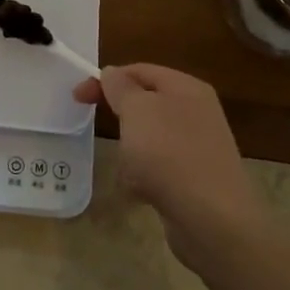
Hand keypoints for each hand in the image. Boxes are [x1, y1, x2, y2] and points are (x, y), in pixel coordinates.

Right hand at [74, 64, 257, 275]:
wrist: (212, 219)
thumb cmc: (169, 154)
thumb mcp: (137, 110)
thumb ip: (121, 87)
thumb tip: (112, 72)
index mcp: (186, 88)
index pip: (140, 70)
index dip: (107, 79)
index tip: (77, 97)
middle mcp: (197, 112)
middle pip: (146, 104)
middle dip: (121, 116)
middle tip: (98, 127)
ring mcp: (198, 147)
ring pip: (149, 137)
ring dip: (130, 150)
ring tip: (127, 167)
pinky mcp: (195, 178)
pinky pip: (159, 168)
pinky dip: (144, 176)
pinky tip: (140, 192)